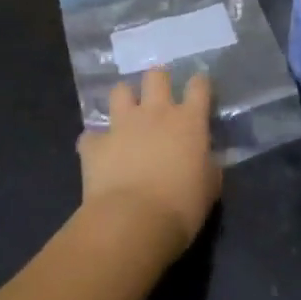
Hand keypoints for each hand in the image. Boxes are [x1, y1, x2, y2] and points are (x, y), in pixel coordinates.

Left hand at [77, 69, 221, 261]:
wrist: (132, 223)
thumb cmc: (181, 207)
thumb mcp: (209, 189)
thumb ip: (209, 166)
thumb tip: (208, 160)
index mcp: (188, 121)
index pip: (198, 86)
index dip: (199, 84)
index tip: (199, 90)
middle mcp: (155, 113)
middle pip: (156, 76)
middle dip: (158, 81)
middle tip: (159, 97)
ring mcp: (122, 125)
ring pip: (119, 91)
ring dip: (123, 101)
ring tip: (126, 115)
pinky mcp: (95, 144)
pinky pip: (90, 135)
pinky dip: (95, 142)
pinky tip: (98, 154)